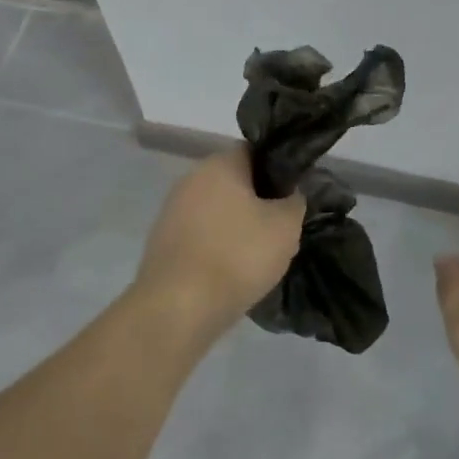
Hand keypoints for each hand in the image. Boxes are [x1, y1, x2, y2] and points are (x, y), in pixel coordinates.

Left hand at [135, 147, 305, 337]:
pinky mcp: (163, 241)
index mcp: (219, 164)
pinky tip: (231, 272)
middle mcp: (190, 178)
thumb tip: (291, 194)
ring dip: (237, 227)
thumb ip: (295, 201)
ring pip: (217, 211)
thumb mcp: (285, 227)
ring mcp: (172, 210)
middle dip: (258, 202)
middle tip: (281, 230)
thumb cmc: (237, 256)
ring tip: (259, 257)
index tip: (294, 196)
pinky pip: (201, 235)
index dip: (278, 171)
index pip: (255, 152)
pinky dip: (217, 247)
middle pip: (234, 182)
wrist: (178, 307)